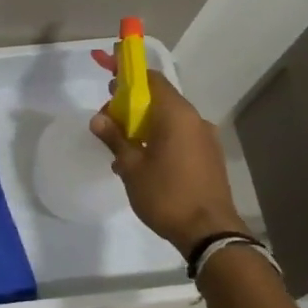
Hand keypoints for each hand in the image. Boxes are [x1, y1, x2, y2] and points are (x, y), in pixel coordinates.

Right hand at [89, 49, 244, 255]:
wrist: (209, 232)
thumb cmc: (166, 194)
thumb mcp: (131, 167)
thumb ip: (115, 138)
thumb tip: (98, 118)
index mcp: (176, 115)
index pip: (151, 79)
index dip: (128, 74)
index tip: (109, 77)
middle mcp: (194, 119)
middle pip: (159, 99)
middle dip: (131, 105)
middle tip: (107, 121)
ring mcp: (205, 138)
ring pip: (168, 120)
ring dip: (143, 126)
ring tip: (121, 149)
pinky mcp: (209, 157)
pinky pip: (179, 137)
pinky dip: (158, 139)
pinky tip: (142, 163)